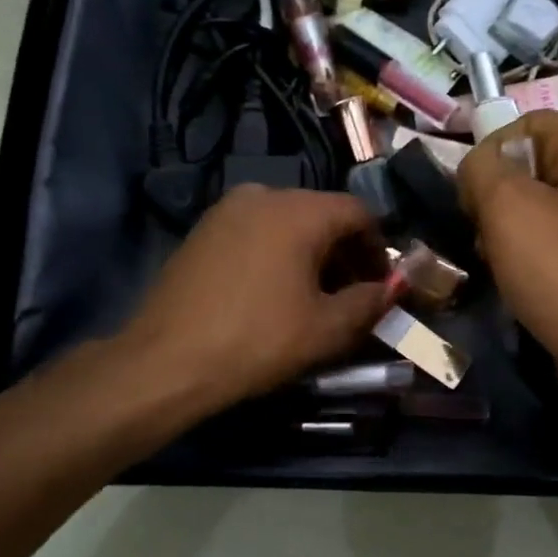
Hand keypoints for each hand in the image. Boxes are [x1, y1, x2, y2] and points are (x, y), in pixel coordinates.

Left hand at [121, 184, 391, 415]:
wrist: (167, 361)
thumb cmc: (257, 341)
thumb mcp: (326, 329)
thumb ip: (369, 302)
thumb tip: (390, 290)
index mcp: (298, 210)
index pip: (358, 212)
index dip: (378, 248)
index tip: (382, 285)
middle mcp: (262, 195)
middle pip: (322, 214)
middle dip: (345, 253)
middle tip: (353, 295)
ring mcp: (226, 210)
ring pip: (288, 223)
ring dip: (312, 254)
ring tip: (314, 298)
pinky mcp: (203, 231)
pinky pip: (257, 232)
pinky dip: (278, 254)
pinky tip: (274, 293)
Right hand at [458, 112, 557, 416]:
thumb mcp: (506, 208)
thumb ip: (482, 169)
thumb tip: (477, 166)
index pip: (531, 122)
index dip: (493, 147)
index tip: (471, 189)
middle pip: (537, 165)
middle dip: (498, 192)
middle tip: (479, 228)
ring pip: (545, 207)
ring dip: (510, 228)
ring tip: (493, 258)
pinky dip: (534, 254)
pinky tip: (518, 280)